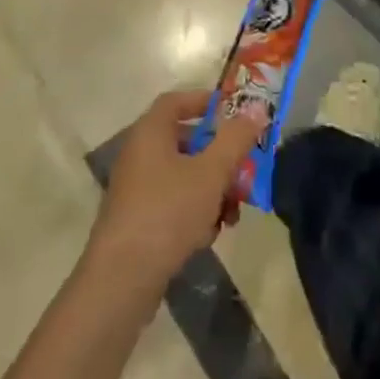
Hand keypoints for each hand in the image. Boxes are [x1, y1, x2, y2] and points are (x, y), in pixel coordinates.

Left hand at [88, 90, 261, 296]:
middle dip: (220, 156)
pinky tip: (210, 234)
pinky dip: (195, 211)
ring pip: (184, 176)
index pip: (176, 100)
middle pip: (186, 141)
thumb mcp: (211, 173)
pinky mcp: (138, 219)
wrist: (123, 277)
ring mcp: (137, 188)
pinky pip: (174, 202)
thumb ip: (235, 139)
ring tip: (233, 213)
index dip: (205, 101)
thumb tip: (256, 108)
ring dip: (213, 189)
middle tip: (245, 169)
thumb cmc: (168, 212)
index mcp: (150, 133)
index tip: (234, 111)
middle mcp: (139, 155)